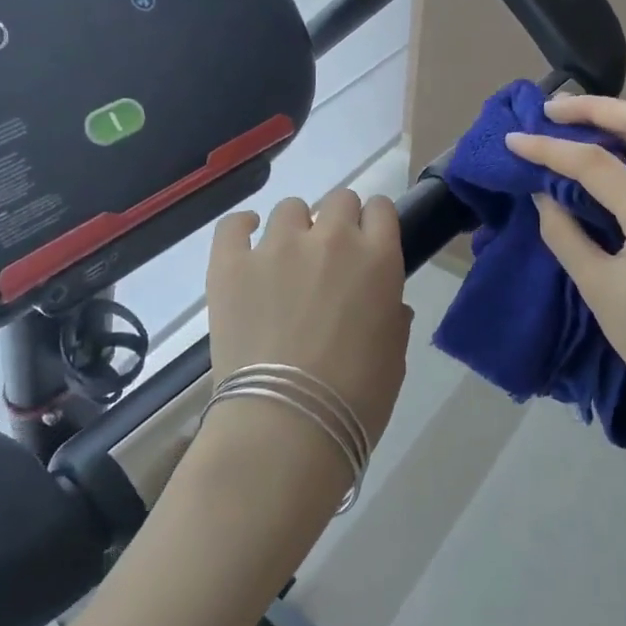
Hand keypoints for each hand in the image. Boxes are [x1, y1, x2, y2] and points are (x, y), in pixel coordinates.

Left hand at [202, 190, 412, 483]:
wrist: (286, 424)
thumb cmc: (355, 398)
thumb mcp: (394, 357)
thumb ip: (393, 317)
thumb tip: (388, 304)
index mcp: (378, 258)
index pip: (381, 209)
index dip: (375, 223)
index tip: (368, 243)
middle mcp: (331, 238)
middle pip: (339, 200)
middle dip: (338, 222)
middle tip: (330, 259)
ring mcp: (277, 246)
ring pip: (290, 208)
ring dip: (296, 228)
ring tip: (286, 260)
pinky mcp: (231, 264)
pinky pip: (233, 225)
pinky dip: (242, 227)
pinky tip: (246, 237)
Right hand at [506, 95, 625, 416]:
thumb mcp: (596, 288)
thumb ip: (564, 233)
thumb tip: (543, 193)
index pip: (598, 165)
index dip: (551, 148)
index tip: (514, 140)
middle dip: (595, 108)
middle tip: (551, 109)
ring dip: (613, 122)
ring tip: (568, 122)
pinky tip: (599, 153)